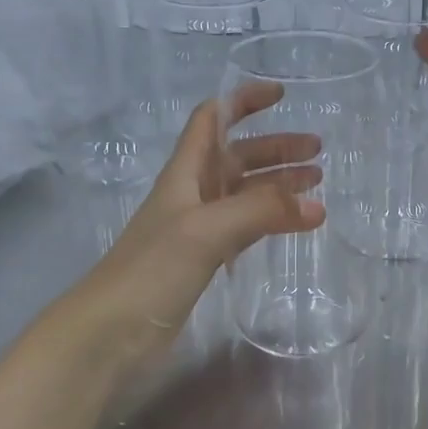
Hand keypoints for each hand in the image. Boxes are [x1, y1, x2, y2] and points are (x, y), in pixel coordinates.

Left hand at [78, 81, 323, 359]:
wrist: (110, 332)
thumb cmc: (152, 269)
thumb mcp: (206, 230)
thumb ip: (261, 212)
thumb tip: (317, 205)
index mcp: (185, 173)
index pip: (213, 120)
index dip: (243, 101)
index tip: (282, 95)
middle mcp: (192, 194)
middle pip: (237, 157)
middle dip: (275, 149)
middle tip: (317, 153)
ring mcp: (198, 229)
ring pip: (244, 194)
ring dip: (277, 185)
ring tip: (317, 186)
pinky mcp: (203, 262)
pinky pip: (245, 228)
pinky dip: (270, 220)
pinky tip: (294, 225)